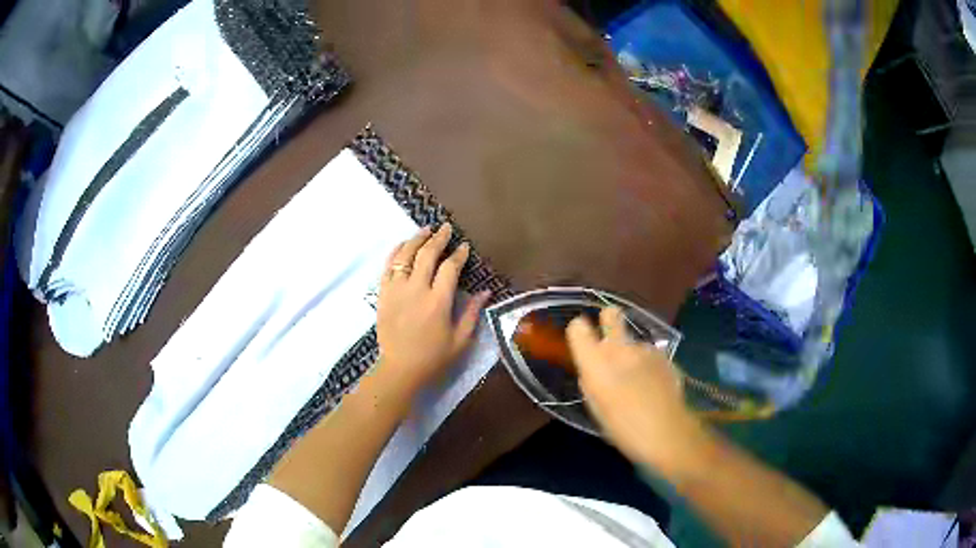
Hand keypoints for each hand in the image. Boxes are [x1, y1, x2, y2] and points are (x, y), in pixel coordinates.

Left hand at [375, 224, 490, 396]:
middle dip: (439, 238)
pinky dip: (396, 252)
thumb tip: (485, 292)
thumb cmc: (433, 358)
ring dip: (416, 239)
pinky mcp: (383, 294)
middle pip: (427, 254)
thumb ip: (472, 313)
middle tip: (446, 228)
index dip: (458, 254)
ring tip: (426, 230)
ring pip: (405, 255)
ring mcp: (396, 290)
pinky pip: (388, 266)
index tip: (464, 246)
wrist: (399, 370)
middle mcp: (416, 290)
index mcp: (438, 302)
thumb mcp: (460, 340)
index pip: (449, 268)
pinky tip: (403, 244)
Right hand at [567, 307, 704, 472]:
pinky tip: (654, 386)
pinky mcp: (665, 356)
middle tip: (611, 338)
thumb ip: (592, 381)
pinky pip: (650, 354)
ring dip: (632, 353)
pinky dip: (649, 365)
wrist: (667, 431)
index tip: (583, 342)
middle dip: (609, 319)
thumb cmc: (623, 428)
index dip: (579, 332)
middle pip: (610, 315)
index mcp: (595, 363)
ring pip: (633, 341)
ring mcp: (645, 350)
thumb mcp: (596, 407)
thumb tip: (594, 369)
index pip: (578, 328)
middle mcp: (619, 348)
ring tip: (638, 381)